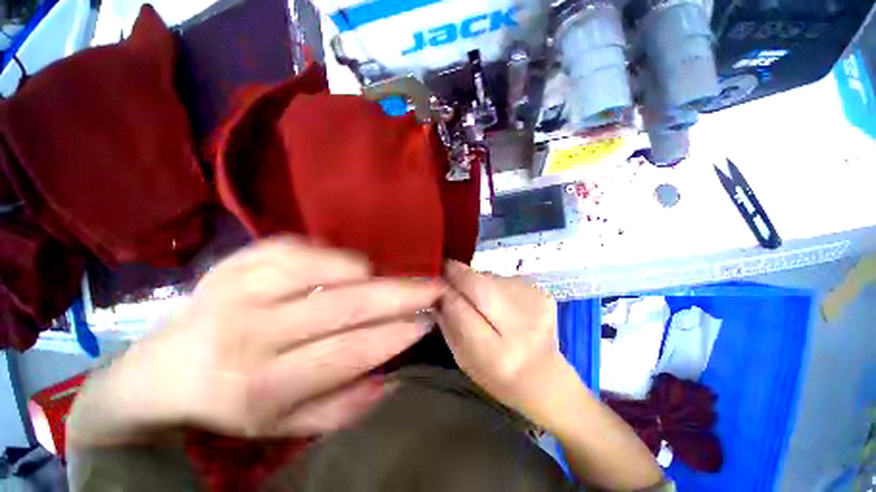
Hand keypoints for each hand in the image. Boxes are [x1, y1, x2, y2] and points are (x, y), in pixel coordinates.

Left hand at [69, 237, 441, 445]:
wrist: (167, 365)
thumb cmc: (232, 400)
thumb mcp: (284, 425)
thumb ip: (341, 406)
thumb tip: (391, 377)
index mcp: (262, 384)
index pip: (350, 352)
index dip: (397, 334)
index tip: (428, 319)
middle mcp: (252, 331)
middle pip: (345, 305)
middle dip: (400, 294)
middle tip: (433, 285)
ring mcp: (243, 286)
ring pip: (327, 268)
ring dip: (370, 273)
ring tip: (389, 278)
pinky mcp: (240, 259)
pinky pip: (303, 247)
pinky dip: (336, 255)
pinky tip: (350, 267)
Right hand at [436, 261, 567, 419]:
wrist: (547, 379)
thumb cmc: (498, 376)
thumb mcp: (464, 359)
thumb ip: (447, 324)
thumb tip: (436, 290)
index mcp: (497, 354)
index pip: (461, 307)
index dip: (445, 289)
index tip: (433, 278)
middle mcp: (521, 326)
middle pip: (479, 284)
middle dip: (458, 274)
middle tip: (445, 271)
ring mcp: (537, 305)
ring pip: (491, 277)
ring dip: (477, 280)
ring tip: (476, 295)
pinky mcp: (544, 293)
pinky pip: (505, 278)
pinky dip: (494, 284)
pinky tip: (499, 300)